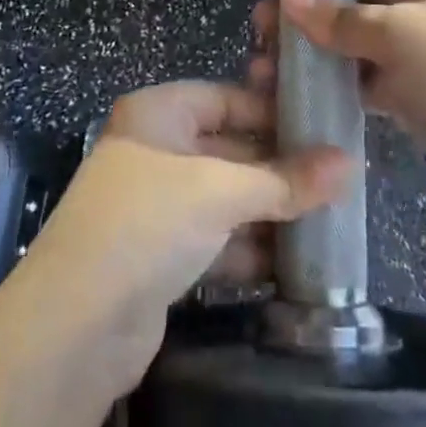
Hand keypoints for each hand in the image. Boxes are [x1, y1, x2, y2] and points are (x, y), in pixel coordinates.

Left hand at [18, 80, 350, 389]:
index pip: (226, 98)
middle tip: (335, 180)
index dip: (272, 112)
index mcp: (158, 114)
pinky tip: (290, 264)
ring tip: (326, 221)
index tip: (322, 128)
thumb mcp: (221, 192)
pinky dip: (247, 248)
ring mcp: (155, 205)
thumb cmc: (148, 224)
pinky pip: (215, 240)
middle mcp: (155, 150)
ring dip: (268, 213)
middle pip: (228, 149)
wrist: (74, 327)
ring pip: (224, 199)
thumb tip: (351, 164)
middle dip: (277, 170)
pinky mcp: (159, 256)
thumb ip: (285, 180)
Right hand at [256, 0, 425, 209]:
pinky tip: (297, 97)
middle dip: (305, 11)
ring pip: (352, 40)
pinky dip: (335, 85)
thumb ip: (340, 17)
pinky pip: (364, 79)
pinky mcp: (413, 91)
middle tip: (261, 34)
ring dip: (313, 52)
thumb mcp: (400, 34)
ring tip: (265, 70)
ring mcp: (414, 47)